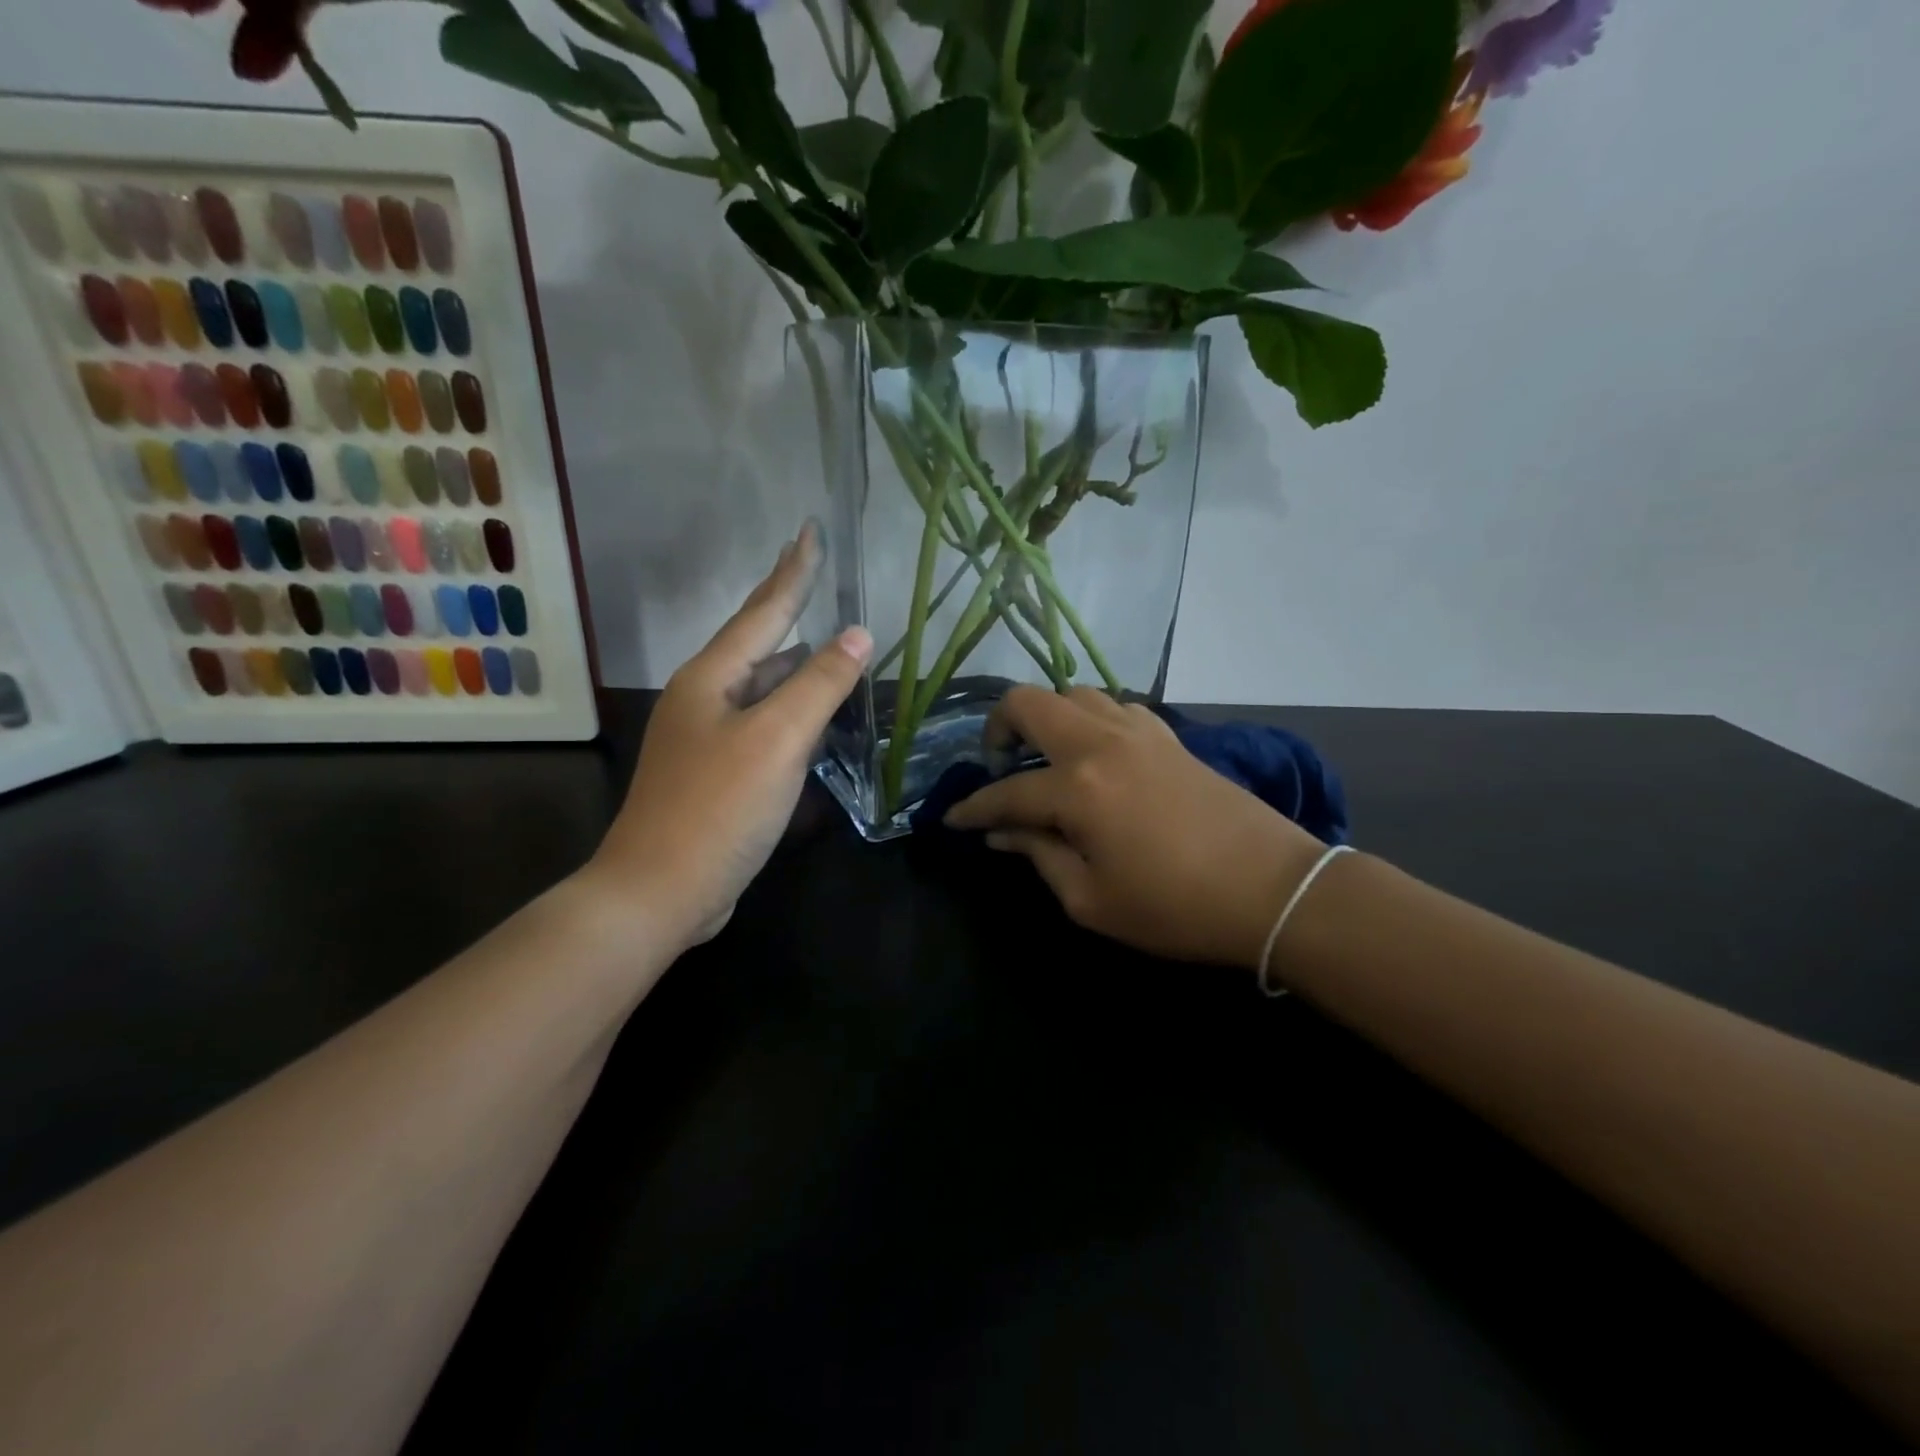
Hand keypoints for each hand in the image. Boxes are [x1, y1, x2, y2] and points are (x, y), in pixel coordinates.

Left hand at [587, 524, 871, 947]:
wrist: (660, 891)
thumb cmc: (719, 807)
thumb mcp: (777, 739)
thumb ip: (819, 684)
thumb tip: (857, 633)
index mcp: (711, 678)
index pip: (763, 611)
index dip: (793, 572)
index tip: (811, 530)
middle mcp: (704, 699)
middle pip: (759, 644)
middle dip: (791, 611)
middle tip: (820, 579)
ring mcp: (708, 738)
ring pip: (763, 689)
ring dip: (798, 667)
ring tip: (833, 648)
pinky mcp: (718, 774)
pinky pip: (764, 726)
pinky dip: (793, 713)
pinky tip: (815, 720)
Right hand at [945, 687, 1326, 970]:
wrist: (1273, 890)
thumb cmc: (1175, 907)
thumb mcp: (1091, 900)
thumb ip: (1039, 856)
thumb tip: (1002, 833)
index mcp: (1077, 787)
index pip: (1006, 791)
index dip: (973, 808)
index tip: (951, 819)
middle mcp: (1101, 742)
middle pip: (1030, 702)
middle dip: (998, 727)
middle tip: (997, 766)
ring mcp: (1139, 731)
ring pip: (1075, 693)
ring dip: (1048, 717)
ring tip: (1045, 757)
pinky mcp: (1169, 735)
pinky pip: (1115, 706)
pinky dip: (1090, 720)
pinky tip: (1095, 755)